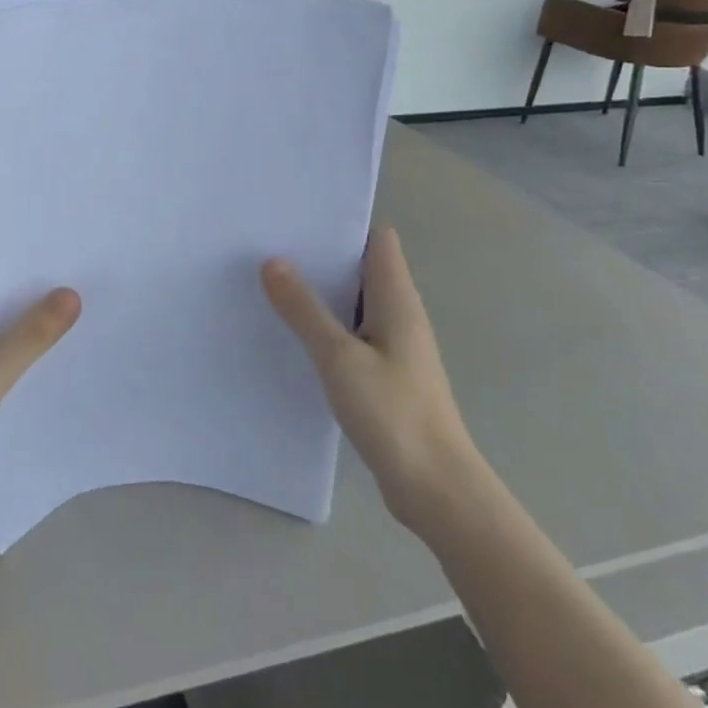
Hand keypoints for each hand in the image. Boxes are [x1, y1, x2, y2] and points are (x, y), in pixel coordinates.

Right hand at [261, 224, 473, 516]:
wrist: (436, 488)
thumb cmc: (392, 413)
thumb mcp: (339, 357)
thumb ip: (305, 310)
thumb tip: (273, 261)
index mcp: (397, 299)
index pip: (377, 240)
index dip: (343, 224)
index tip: (299, 219)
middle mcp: (400, 315)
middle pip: (362, 268)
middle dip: (322, 257)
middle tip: (271, 248)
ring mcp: (395, 347)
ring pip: (355, 304)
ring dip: (322, 294)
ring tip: (272, 284)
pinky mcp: (386, 375)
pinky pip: (352, 335)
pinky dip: (326, 328)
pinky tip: (294, 336)